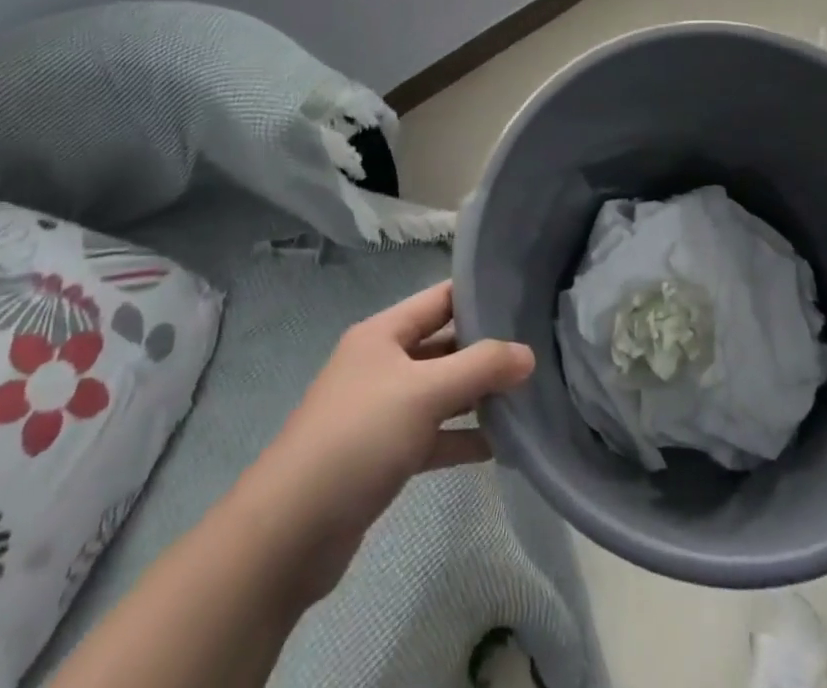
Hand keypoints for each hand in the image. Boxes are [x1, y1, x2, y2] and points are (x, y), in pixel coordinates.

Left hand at [253, 282, 533, 598]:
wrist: (289, 532)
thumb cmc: (358, 438)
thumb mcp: (425, 392)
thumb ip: (480, 368)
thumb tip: (529, 354)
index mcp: (383, 333)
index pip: (440, 299)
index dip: (480, 294)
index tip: (525, 297)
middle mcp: (382, 364)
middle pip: (443, 345)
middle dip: (486, 350)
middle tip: (537, 351)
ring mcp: (381, 411)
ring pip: (440, 392)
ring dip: (477, 396)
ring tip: (527, 397)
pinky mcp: (383, 455)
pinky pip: (432, 435)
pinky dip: (461, 438)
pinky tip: (500, 446)